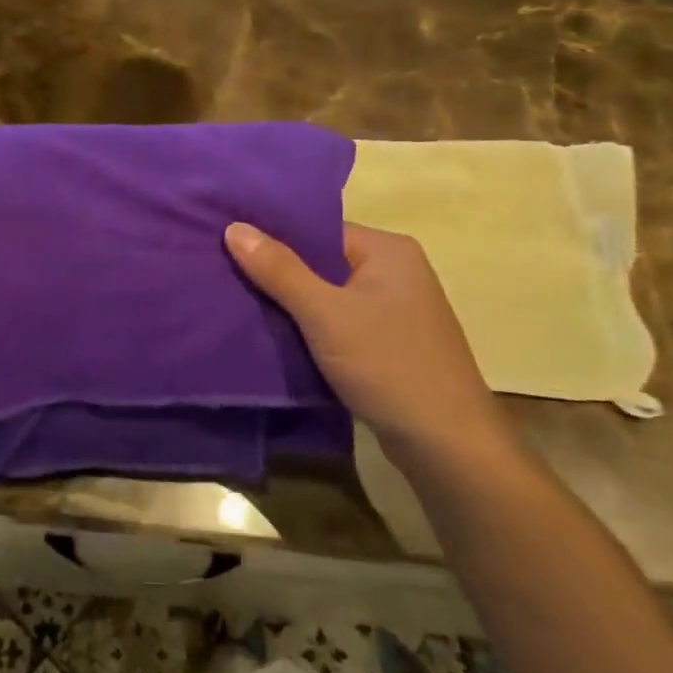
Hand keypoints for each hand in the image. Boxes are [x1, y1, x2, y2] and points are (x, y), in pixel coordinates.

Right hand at [225, 220, 501, 454]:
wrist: (447, 446)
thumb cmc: (388, 366)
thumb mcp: (325, 314)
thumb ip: (279, 270)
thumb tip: (234, 227)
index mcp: (389, 251)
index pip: (319, 230)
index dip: (273, 237)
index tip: (228, 246)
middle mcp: (396, 273)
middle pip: (322, 262)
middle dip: (277, 273)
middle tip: (225, 275)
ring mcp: (395, 311)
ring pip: (328, 297)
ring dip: (291, 305)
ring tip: (239, 303)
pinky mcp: (389, 345)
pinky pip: (339, 324)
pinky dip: (310, 329)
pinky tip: (275, 337)